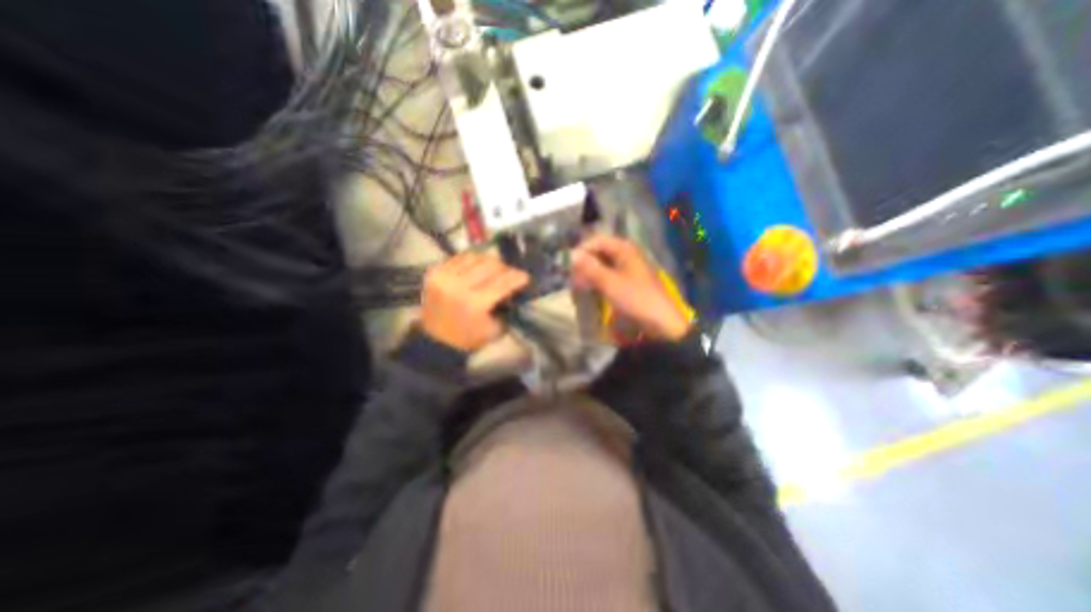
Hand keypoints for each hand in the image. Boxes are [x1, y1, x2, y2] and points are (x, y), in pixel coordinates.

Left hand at [419, 250, 529, 350]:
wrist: (435, 339)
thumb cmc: (469, 338)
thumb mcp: (495, 329)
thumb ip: (507, 308)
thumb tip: (516, 289)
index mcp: (475, 304)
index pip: (503, 283)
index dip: (518, 277)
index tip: (526, 277)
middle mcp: (458, 286)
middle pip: (490, 266)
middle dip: (505, 268)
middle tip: (510, 274)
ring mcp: (444, 277)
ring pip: (476, 257)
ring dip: (489, 262)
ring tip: (494, 270)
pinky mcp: (434, 271)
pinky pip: (460, 258)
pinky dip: (473, 261)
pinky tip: (477, 268)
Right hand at [573, 235, 689, 342]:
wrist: (660, 322)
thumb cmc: (635, 298)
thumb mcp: (609, 282)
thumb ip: (589, 268)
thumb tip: (571, 255)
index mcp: (624, 249)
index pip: (597, 240)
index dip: (582, 250)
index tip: (569, 265)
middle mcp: (626, 254)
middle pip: (599, 252)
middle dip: (584, 264)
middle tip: (573, 278)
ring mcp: (628, 268)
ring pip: (602, 265)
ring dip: (589, 274)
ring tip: (579, 287)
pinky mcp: (628, 282)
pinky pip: (608, 276)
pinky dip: (597, 282)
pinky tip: (591, 291)